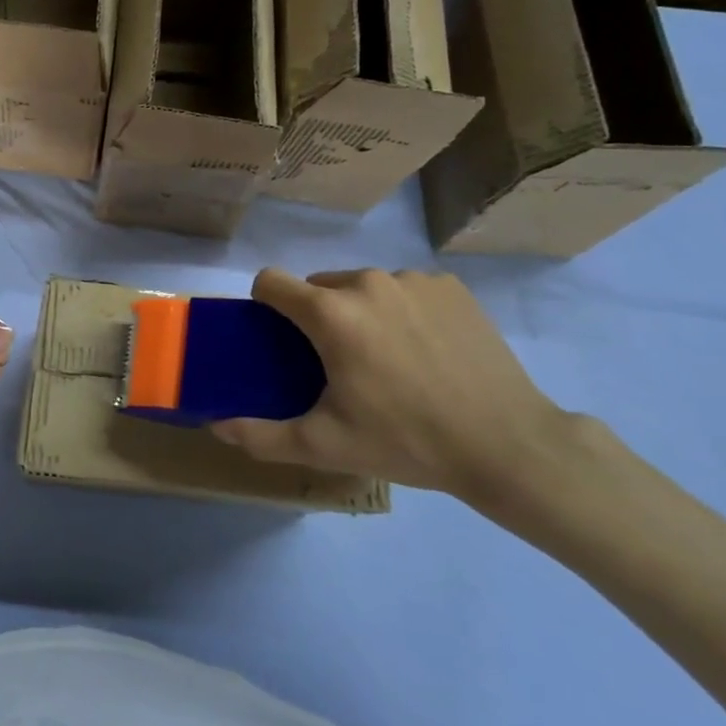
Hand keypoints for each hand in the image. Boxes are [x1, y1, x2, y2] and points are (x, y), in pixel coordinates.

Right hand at [211, 267, 569, 505]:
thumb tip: (216, 426)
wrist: (508, 446)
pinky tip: (426, 350)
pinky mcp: (450, 287)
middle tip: (339, 364)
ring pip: (364, 287)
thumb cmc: (406, 441)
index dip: (264, 305)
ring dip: (361, 312)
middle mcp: (367, 282)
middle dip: (318, 316)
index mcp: (330, 313)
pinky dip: (403, 311)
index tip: (279, 338)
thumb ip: (262, 436)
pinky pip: (405, 289)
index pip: (271, 281)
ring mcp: (413, 280)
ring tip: (389, 360)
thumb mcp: (326, 445)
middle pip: (319, 286)